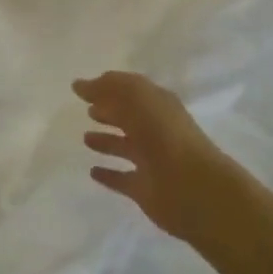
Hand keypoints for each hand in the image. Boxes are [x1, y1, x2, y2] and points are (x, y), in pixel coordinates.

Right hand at [74, 71, 254, 251]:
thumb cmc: (164, 134)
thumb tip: (81, 84)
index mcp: (158, 105)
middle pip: (129, 118)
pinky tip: (93, 172)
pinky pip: (122, 179)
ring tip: (85, 138)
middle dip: (109, 112)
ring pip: (124, 147)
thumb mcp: (136, 98)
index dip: (107, 87)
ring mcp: (151, 161)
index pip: (130, 91)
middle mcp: (156, 131)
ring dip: (106, 142)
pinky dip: (108, 175)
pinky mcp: (144, 189)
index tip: (80, 87)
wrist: (192, 187)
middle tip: (87, 110)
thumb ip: (108, 88)